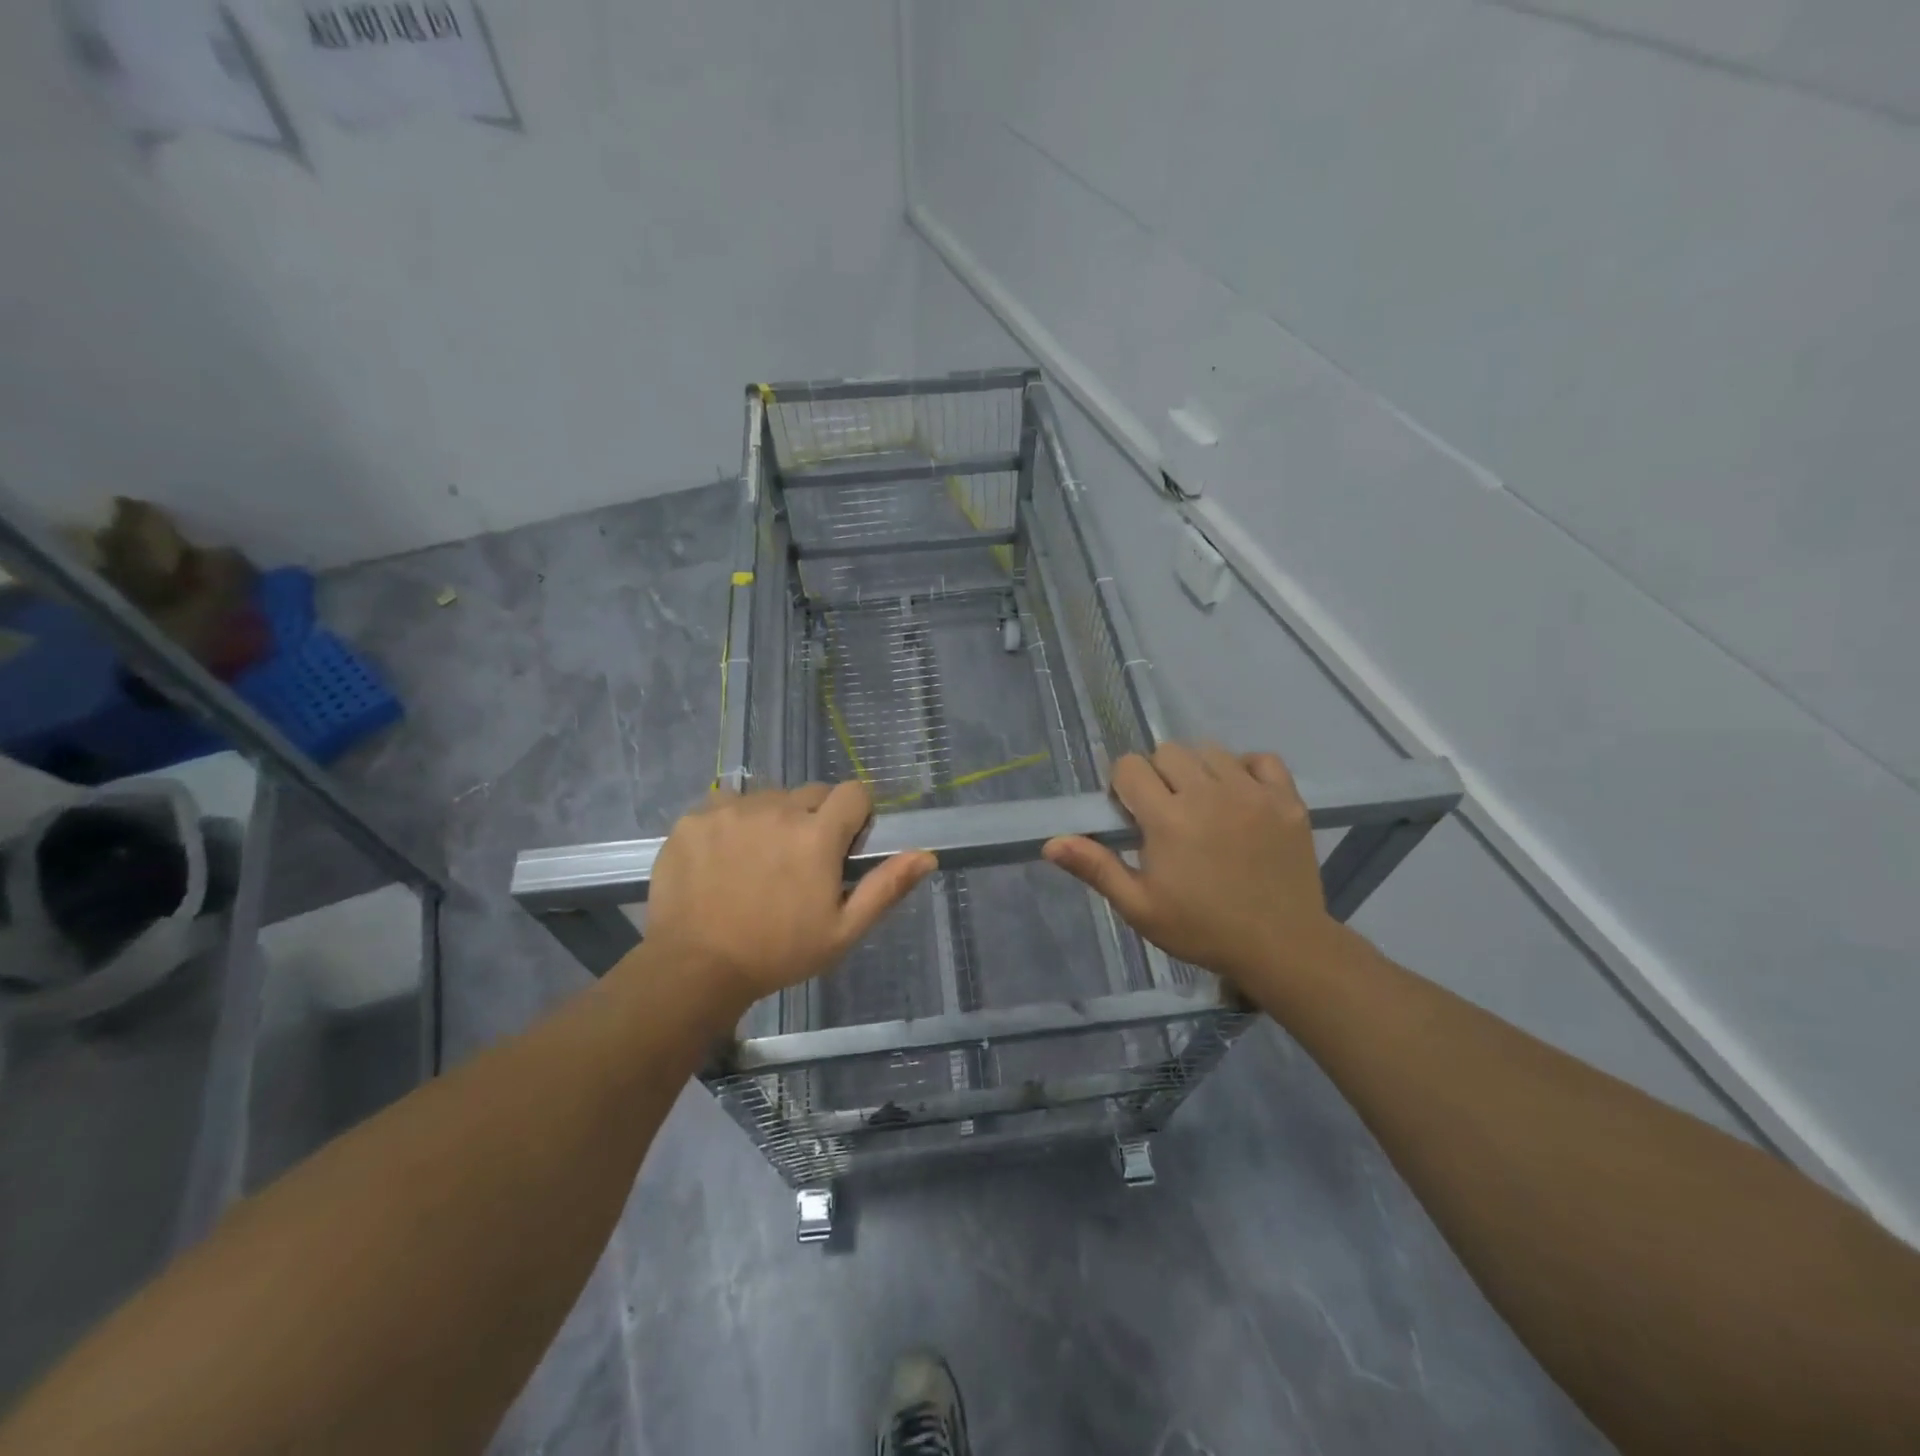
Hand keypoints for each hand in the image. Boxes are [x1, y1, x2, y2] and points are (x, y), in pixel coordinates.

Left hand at [639, 782, 935, 1019]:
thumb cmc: (779, 953)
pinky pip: (726, 804)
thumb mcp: (843, 930)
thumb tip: (928, 855)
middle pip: (811, 793)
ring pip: (768, 797)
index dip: (856, 815)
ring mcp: (731, 810)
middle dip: (815, 819)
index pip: (854, 792)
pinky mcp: (695, 818)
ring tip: (758, 861)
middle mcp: (777, 809)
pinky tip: (724, 857)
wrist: (695, 968)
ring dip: (773, 819)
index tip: (844, 844)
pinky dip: (732, 822)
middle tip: (800, 861)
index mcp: (817, 834)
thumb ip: (886, 887)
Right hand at [1042, 743, 1339, 990]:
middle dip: (1157, 776)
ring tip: (1203, 805)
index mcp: (1168, 819)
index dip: (1124, 786)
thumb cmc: (1201, 929)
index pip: (1130, 767)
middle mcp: (1208, 794)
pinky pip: (1261, 759)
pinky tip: (1240, 796)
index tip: (1133, 814)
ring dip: (1198, 771)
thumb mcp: (1140, 907)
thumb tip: (1051, 842)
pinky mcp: (1287, 799)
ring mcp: (1253, 793)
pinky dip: (1246, 769)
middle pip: (1167, 752)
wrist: (1281, 947)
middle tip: (1167, 813)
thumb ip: (1096, 868)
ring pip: (1211, 751)